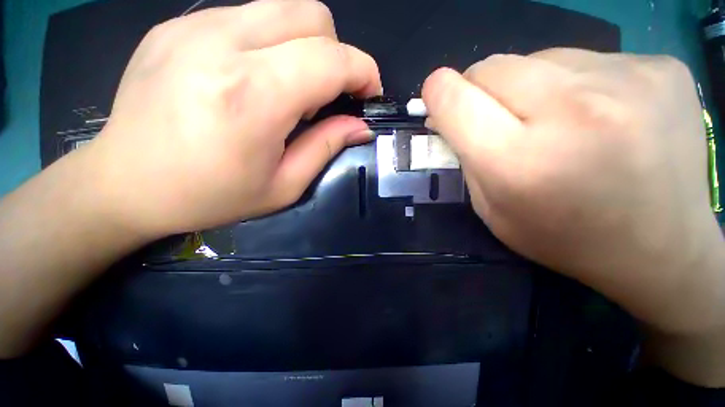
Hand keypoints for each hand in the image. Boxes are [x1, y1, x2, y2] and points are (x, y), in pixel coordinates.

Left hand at [90, 0, 381, 237]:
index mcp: (253, 96)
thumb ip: (327, 147)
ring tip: (290, 89)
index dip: (364, 72)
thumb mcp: (284, 185)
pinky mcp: (177, 25)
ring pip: (282, 9)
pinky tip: (254, 78)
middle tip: (327, 96)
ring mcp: (194, 26)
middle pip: (312, 16)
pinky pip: (249, 17)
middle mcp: (223, 44)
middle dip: (336, 55)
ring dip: (305, 47)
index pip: (332, 59)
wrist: (125, 183)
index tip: (369, 94)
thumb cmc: (210, 196)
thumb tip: (360, 126)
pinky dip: (271, 43)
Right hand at [422, 49, 724, 335]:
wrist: (662, 249)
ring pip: (537, 57)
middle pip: (491, 67)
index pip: (454, 99)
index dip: (436, 94)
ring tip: (554, 121)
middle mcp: (573, 111)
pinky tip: (598, 115)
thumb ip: (464, 157)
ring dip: (527, 86)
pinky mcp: (661, 65)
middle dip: (478, 90)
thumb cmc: (564, 238)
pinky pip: (586, 58)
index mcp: (520, 161)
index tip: (437, 100)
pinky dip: (574, 83)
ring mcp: (629, 80)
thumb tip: (446, 115)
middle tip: (495, 117)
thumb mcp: (492, 209)